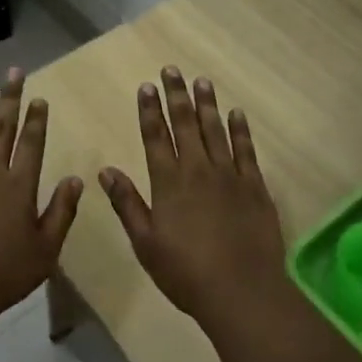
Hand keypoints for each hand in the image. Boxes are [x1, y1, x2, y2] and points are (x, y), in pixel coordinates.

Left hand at [0, 68, 83, 332]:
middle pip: (1, 130)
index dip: (37, 120)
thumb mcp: (46, 249)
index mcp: (19, 187)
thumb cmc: (4, 274)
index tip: (39, 97)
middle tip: (13, 72)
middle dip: (9, 99)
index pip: (32, 145)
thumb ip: (62, 211)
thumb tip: (75, 178)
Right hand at [98, 67, 288, 331]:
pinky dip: (240, 130)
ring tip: (202, 81)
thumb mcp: (145, 243)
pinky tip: (236, 114)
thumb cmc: (186, 272)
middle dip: (177, 95)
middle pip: (185, 124)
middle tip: (172, 70)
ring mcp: (229, 176)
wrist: (242, 291)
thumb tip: (106, 171)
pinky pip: (246, 150)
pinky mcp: (255, 187)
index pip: (156, 136)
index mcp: (168, 182)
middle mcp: (198, 170)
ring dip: (207, 104)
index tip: (146, 86)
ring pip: (216, 130)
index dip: (149, 110)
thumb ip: (127, 203)